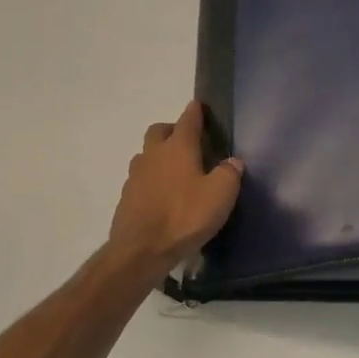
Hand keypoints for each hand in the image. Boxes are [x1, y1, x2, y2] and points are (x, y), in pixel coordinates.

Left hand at [107, 100, 243, 275]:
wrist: (140, 251)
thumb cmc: (185, 216)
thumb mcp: (220, 195)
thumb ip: (229, 173)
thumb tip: (233, 161)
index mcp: (178, 147)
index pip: (187, 119)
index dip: (195, 111)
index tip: (199, 106)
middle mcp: (153, 155)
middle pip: (159, 131)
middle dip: (172, 130)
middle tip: (188, 142)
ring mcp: (135, 176)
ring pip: (146, 155)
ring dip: (159, 156)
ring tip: (175, 171)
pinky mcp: (126, 198)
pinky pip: (140, 180)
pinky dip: (151, 181)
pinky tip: (162, 197)